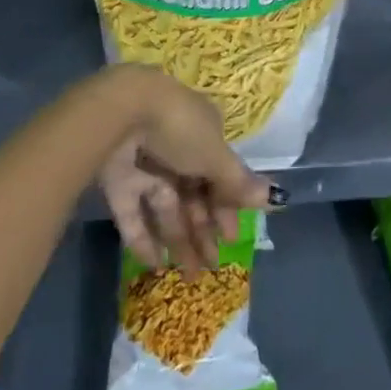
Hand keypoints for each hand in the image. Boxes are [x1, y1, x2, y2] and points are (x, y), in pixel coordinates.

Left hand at [94, 65, 275, 272]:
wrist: (122, 113)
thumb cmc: (180, 128)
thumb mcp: (214, 154)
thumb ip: (237, 181)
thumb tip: (272, 197)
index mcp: (203, 134)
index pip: (218, 175)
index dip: (226, 206)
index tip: (231, 237)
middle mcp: (177, 149)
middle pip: (192, 195)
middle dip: (203, 230)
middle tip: (210, 266)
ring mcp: (146, 165)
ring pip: (165, 208)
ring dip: (178, 240)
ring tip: (188, 276)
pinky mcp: (118, 181)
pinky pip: (133, 214)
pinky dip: (144, 238)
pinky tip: (154, 264)